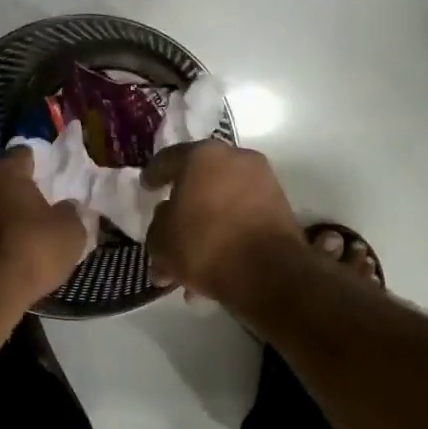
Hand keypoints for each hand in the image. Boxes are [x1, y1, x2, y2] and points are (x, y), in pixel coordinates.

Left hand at [0, 148, 90, 332]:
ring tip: (30, 230)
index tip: (56, 176)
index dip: (42, 163)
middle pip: (4, 180)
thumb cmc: (33, 247)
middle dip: (22, 190)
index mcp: (5, 170)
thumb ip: (71, 212)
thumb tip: (67, 207)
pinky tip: (12, 249)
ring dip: (6, 214)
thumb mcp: (70, 231)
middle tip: (45, 204)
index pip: (25, 154)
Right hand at [143, 141, 302, 304]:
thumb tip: (169, 217)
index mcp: (202, 156)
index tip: (146, 187)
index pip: (168, 159)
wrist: (267, 273)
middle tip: (169, 224)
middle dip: (184, 204)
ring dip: (206, 226)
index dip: (153, 175)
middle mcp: (236, 159)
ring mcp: (263, 183)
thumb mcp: (161, 240)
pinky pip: (242, 218)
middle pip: (200, 180)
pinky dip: (227, 235)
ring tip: (190, 260)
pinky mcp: (280, 209)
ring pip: (223, 203)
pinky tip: (213, 265)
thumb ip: (158, 224)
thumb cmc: (204, 245)